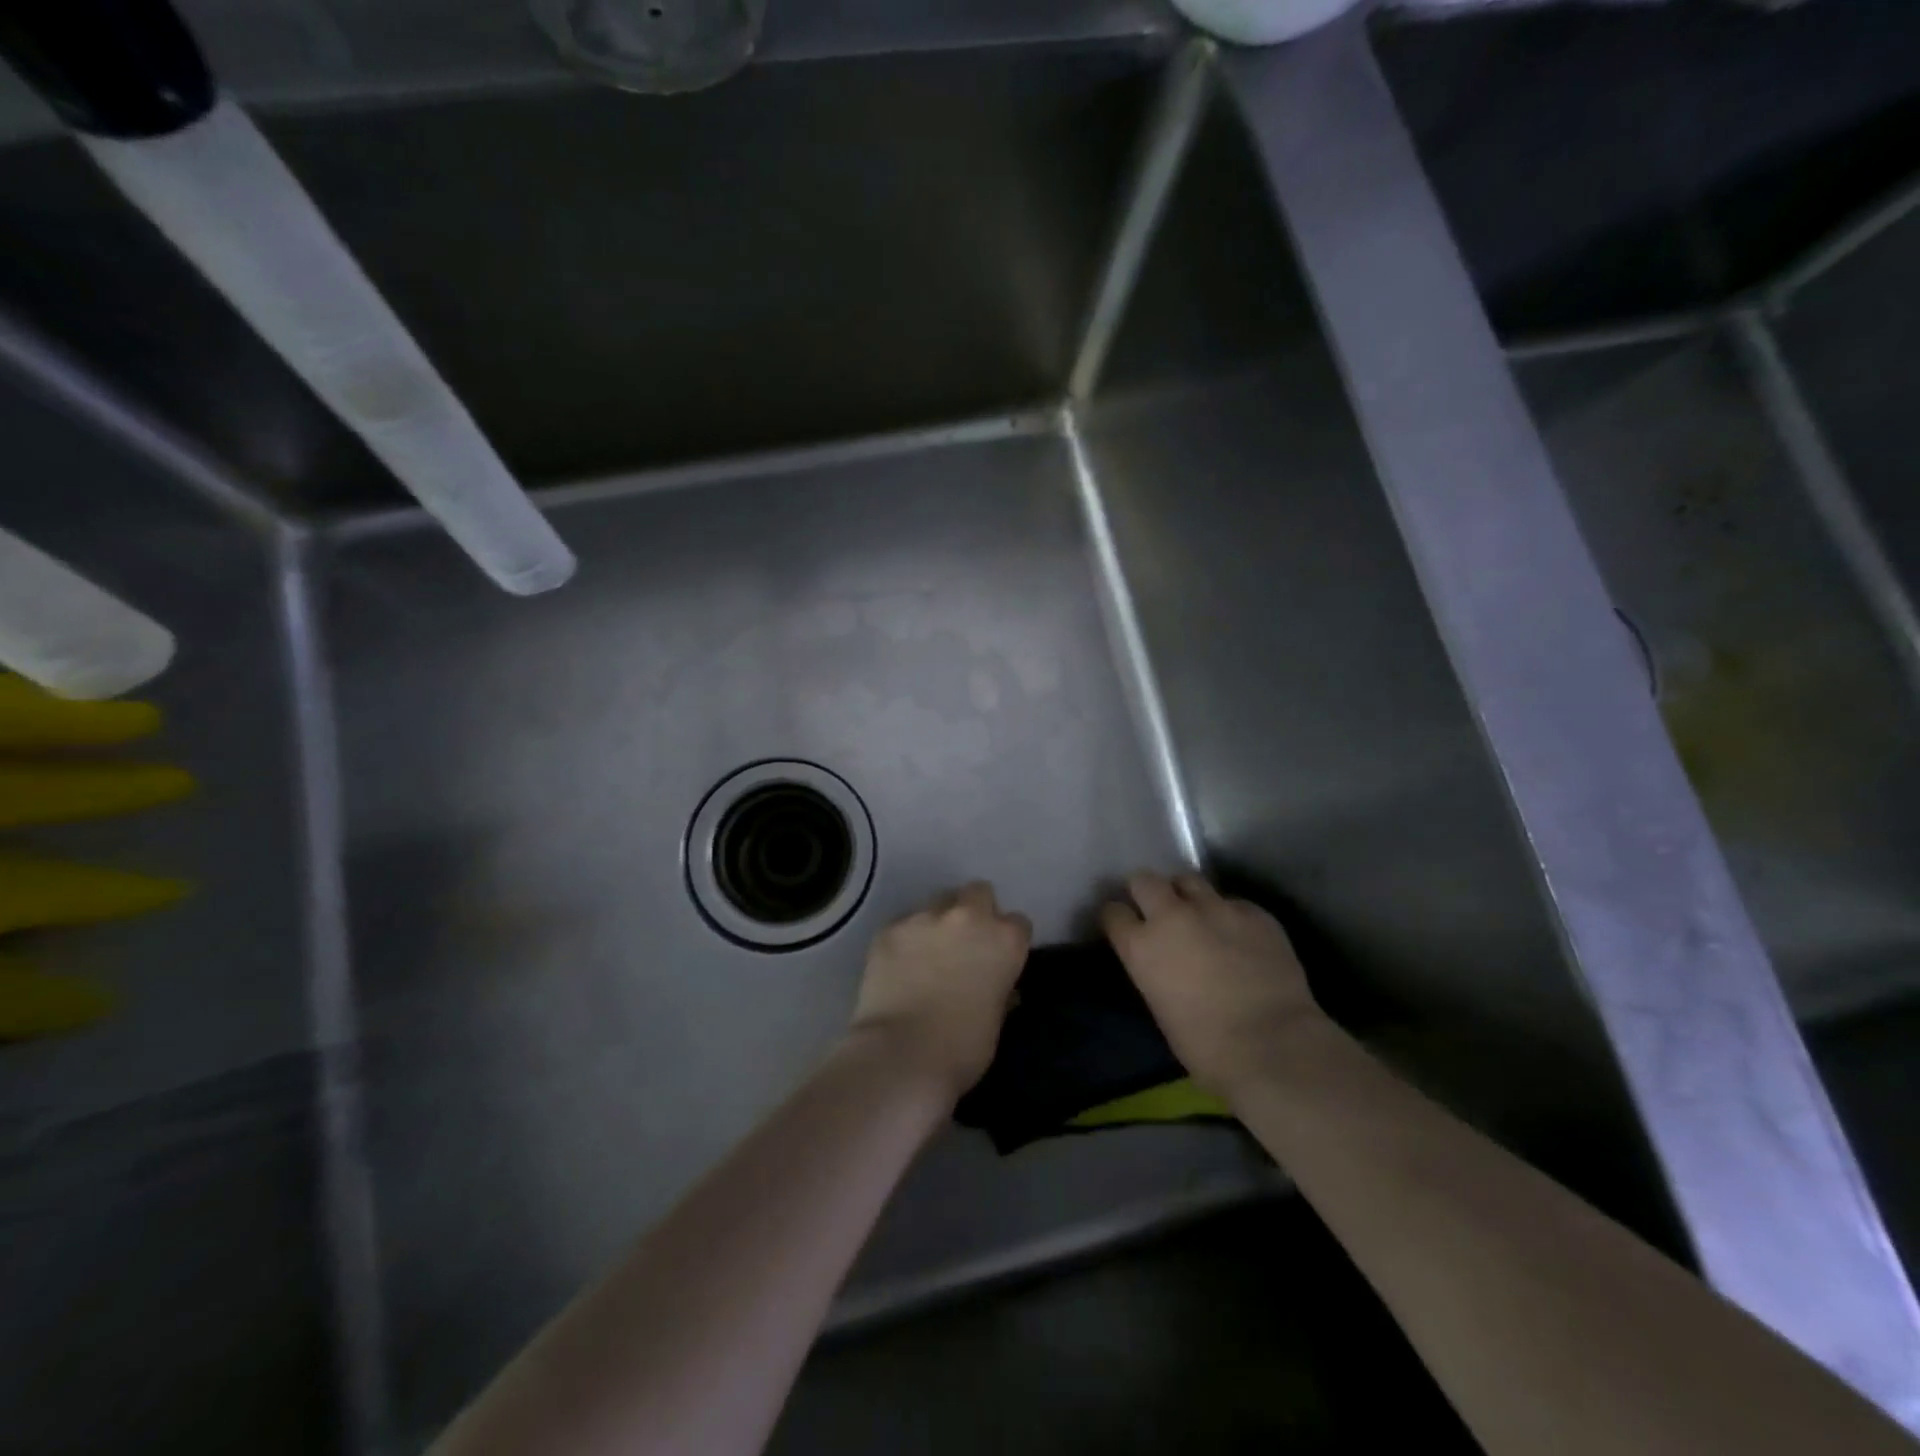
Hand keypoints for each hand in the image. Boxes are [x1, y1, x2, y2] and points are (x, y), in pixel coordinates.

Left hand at [850, 882, 1031, 1099]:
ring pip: (937, 904)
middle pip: (978, 893)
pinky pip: (904, 924)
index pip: (1017, 923)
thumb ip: (999, 991)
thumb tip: (997, 986)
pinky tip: (897, 966)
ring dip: (938, 923)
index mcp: (1005, 940)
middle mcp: (968, 917)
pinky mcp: (890, 928)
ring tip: (925, 954)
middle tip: (964, 942)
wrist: (902, 1055)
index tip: (998, 958)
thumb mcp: (996, 1021)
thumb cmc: (962, 1048)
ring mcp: (925, 918)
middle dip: (975, 910)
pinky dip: (905, 940)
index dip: (1007, 940)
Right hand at [1102, 872, 1322, 1097]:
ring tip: (1198, 914)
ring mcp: (1215, 908)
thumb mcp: (1160, 1006)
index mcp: (1141, 946)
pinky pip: (1233, 903)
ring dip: (1187, 894)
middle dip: (1147, 891)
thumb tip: (1163, 961)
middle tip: (1157, 909)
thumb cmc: (1206, 1046)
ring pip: (1189, 880)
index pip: (1113, 912)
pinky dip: (1230, 915)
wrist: (1273, 1046)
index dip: (1118, 918)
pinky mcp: (1254, 912)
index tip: (1125, 926)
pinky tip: (1241, 937)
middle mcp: (1172, 916)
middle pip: (1145, 881)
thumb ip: (1154, 970)